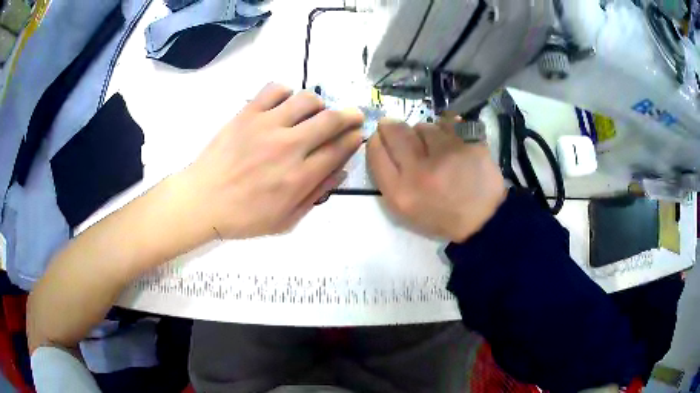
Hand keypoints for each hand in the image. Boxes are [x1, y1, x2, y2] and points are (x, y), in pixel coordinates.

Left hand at [180, 83, 363, 238]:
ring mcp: (266, 125)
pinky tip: (283, 105)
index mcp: (299, 177)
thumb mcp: (285, 220)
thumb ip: (315, 195)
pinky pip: (275, 89)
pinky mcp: (247, 113)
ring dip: (319, 104)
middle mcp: (288, 146)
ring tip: (315, 112)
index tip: (357, 135)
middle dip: (350, 116)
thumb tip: (339, 171)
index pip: (339, 149)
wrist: (202, 201)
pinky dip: (286, 92)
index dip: (354, 139)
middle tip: (353, 116)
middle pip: (331, 120)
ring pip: (307, 99)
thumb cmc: (243, 217)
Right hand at [367, 119, 505, 241]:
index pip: (376, 151)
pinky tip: (452, 145)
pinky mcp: (468, 144)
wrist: (483, 220)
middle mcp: (419, 171)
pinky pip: (447, 125)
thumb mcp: (405, 211)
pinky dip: (446, 131)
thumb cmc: (441, 217)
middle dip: (393, 127)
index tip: (382, 138)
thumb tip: (380, 141)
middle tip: (400, 130)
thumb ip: (388, 178)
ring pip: (423, 127)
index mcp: (400, 192)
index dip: (377, 140)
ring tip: (435, 148)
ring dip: (424, 133)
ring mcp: (446, 154)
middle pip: (395, 131)